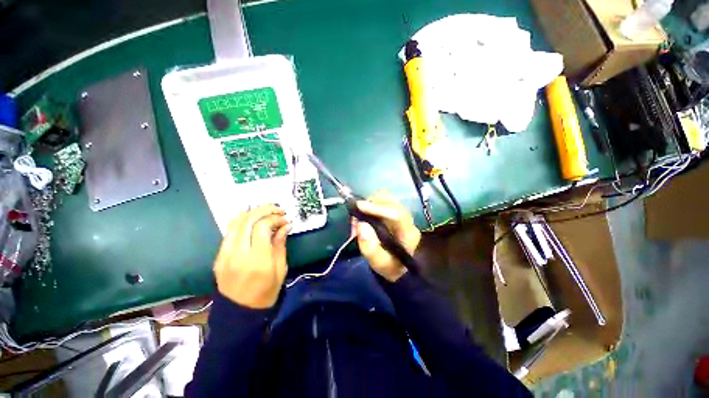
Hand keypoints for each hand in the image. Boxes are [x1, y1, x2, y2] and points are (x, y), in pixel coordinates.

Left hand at [214, 205, 291, 308]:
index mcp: (257, 260)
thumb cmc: (266, 292)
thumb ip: (280, 244)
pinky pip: (228, 232)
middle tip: (277, 209)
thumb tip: (286, 225)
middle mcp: (238, 254)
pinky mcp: (219, 257)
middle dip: (264, 209)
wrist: (240, 312)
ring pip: (235, 223)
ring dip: (252, 212)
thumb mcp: (280, 268)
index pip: (262, 226)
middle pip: (247, 220)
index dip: (275, 218)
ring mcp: (224, 255)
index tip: (285, 219)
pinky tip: (251, 218)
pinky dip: (240, 220)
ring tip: (266, 210)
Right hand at [353, 191, 420, 281]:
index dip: (377, 208)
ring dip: (368, 203)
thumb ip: (370, 247)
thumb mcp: (379, 263)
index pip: (396, 214)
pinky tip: (362, 214)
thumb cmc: (390, 265)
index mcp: (408, 233)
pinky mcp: (393, 211)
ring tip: (357, 217)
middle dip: (370, 204)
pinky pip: (381, 201)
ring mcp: (400, 213)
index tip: (359, 206)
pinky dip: (369, 204)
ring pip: (386, 198)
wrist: (397, 265)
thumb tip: (361, 225)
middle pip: (391, 201)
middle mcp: (407, 219)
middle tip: (355, 217)